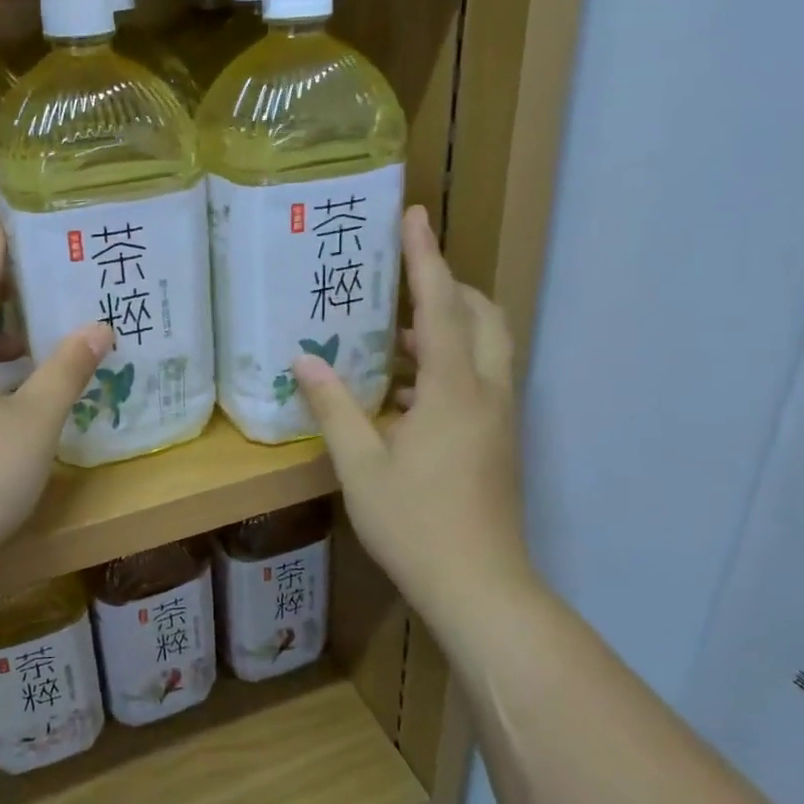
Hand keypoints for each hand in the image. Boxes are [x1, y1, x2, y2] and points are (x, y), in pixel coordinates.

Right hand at [292, 206, 526, 618]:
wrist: (481, 588)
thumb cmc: (416, 524)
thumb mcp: (361, 466)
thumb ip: (334, 407)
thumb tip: (304, 360)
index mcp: (455, 389)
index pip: (441, 305)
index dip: (425, 257)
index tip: (413, 214)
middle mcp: (488, 392)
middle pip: (482, 316)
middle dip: (448, 288)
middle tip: (403, 282)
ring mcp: (500, 417)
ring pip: (486, 348)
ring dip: (448, 328)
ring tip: (395, 335)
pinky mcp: (499, 440)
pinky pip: (479, 379)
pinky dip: (449, 366)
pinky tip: (402, 393)